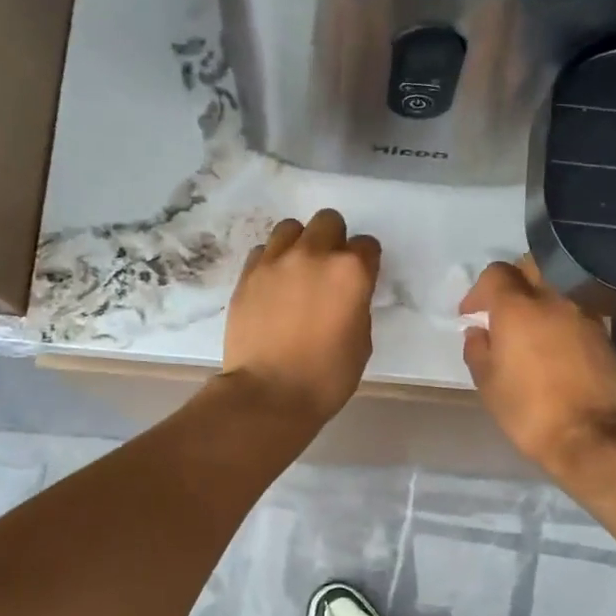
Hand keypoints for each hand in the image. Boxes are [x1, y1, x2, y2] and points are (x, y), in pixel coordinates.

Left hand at [221, 210, 381, 425]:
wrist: (269, 394)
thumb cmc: (326, 377)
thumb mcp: (361, 343)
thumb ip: (357, 306)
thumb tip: (346, 296)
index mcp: (350, 272)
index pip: (367, 246)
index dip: (366, 263)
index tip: (360, 281)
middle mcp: (313, 254)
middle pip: (328, 222)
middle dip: (334, 241)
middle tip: (328, 271)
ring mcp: (275, 261)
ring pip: (291, 228)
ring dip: (300, 244)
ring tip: (297, 272)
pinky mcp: (247, 275)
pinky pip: (262, 251)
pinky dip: (271, 261)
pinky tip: (273, 286)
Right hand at [460, 258, 615, 475]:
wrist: (591, 435)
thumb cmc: (528, 410)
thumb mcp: (488, 384)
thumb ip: (477, 350)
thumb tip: (478, 332)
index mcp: (518, 308)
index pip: (496, 273)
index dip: (478, 290)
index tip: (471, 314)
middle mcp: (554, 299)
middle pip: (532, 266)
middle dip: (513, 280)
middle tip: (502, 308)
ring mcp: (585, 314)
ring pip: (559, 287)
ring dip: (541, 298)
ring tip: (531, 329)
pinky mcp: (605, 333)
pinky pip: (577, 311)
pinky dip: (562, 318)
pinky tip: (557, 345)